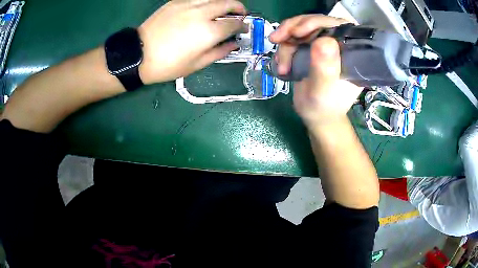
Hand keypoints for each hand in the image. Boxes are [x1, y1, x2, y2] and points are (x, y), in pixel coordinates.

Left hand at [138, 0, 246, 84]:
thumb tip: (233, 44)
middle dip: (239, 8)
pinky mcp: (176, 2)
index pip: (234, 24)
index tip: (244, 29)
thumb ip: (219, 52)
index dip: (242, 26)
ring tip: (224, 9)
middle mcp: (202, 13)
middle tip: (240, 14)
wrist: (138, 55)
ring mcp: (188, 4)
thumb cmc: (167, 65)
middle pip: (228, 3)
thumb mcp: (196, 65)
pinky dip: (206, 2)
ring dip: (223, 2)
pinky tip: (204, 9)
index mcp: (208, 32)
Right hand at [269, 15, 362, 126]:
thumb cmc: (324, 107)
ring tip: (280, 63)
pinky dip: (283, 47)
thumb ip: (325, 68)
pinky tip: (281, 63)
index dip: (317, 22)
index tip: (298, 31)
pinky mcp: (310, 48)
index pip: (337, 25)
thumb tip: (324, 40)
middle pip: (316, 22)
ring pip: (301, 28)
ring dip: (285, 41)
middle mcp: (338, 44)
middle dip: (293, 28)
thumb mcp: (323, 91)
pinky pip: (293, 37)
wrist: (315, 116)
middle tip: (276, 39)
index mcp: (350, 52)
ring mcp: (323, 45)